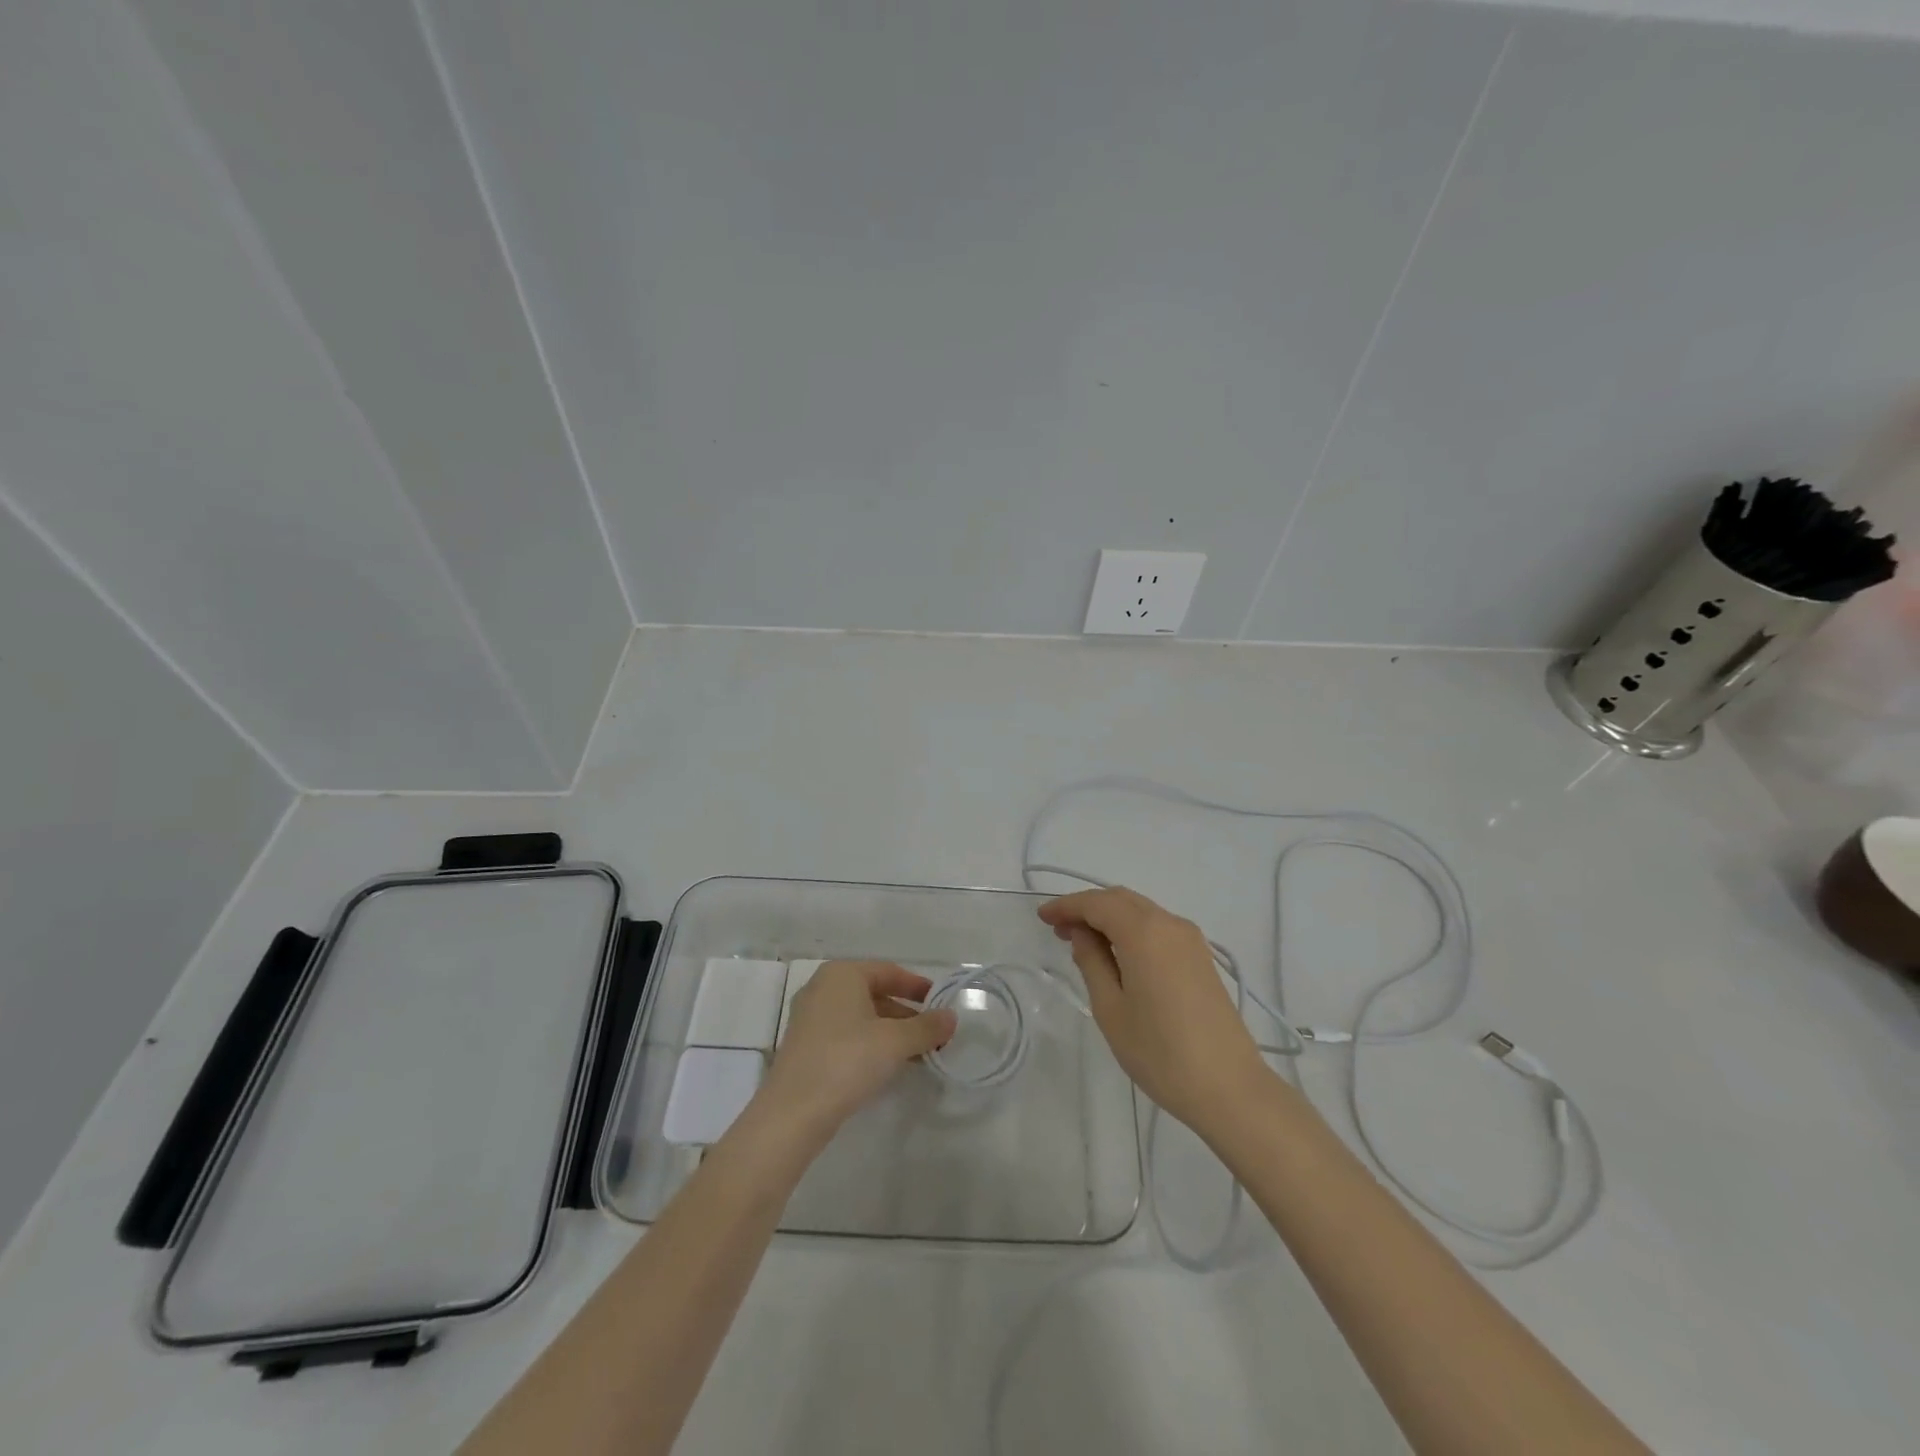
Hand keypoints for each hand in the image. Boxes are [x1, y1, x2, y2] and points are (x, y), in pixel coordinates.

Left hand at [757, 961, 956, 1145]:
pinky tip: (888, 1066)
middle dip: (907, 1014)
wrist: (793, 1112)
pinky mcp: (806, 1046)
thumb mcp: (895, 1042)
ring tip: (919, 1054)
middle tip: (934, 1034)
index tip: (941, 1003)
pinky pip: (847, 1034)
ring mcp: (810, 1018)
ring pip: (861, 1016)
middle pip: (875, 993)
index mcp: (842, 974)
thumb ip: (926, 1027)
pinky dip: (871, 1044)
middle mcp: (823, 988)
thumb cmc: (847, 1061)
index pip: (888, 971)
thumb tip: (951, 1017)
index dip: (918, 986)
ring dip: (891, 1032)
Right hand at [1039, 887, 1267, 1137]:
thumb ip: (1092, 962)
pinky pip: (1157, 927)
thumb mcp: (1111, 1009)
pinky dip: (1131, 929)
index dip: (1066, 906)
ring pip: (1140, 911)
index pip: (1096, 903)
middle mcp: (1169, 924)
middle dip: (1087, 907)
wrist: (1230, 1087)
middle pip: (1120, 899)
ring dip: (1109, 917)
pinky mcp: (1200, 957)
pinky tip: (1117, 953)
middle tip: (1058, 929)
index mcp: (1144, 932)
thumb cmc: (1160, 1052)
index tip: (1042, 917)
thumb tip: (1081, 934)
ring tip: (1082, 942)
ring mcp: (1190, 939)